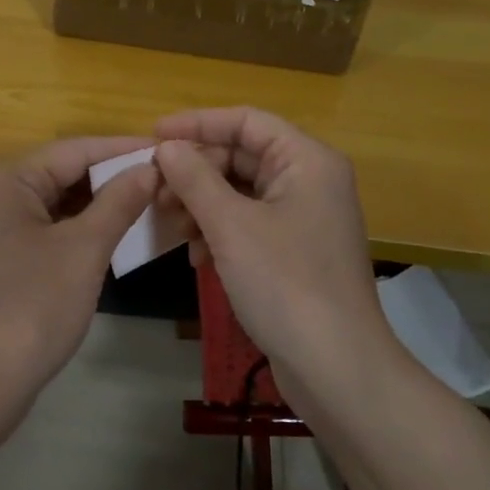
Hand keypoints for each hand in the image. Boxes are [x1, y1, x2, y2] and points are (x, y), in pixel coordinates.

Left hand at [0, 136, 157, 405]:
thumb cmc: (32, 306)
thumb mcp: (84, 249)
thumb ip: (119, 202)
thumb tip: (151, 168)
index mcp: (9, 179)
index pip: (76, 149)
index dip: (124, 149)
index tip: (171, 149)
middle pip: (66, 173)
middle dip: (115, 177)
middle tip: (169, 179)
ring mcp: (0, 228)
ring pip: (61, 204)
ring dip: (103, 205)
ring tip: (154, 202)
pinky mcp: (6, 258)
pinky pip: (53, 229)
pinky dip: (85, 230)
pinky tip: (120, 233)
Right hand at [153, 107, 390, 389]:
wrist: (336, 368)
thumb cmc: (285, 284)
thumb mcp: (231, 226)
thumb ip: (194, 178)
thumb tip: (165, 146)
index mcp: (306, 160)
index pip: (245, 121)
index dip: (197, 123)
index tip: (153, 136)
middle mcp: (309, 180)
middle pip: (241, 155)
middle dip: (195, 172)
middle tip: (155, 193)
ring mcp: (303, 217)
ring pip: (240, 191)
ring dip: (201, 203)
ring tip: (171, 226)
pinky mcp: (294, 251)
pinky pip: (247, 222)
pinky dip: (218, 231)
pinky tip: (195, 255)